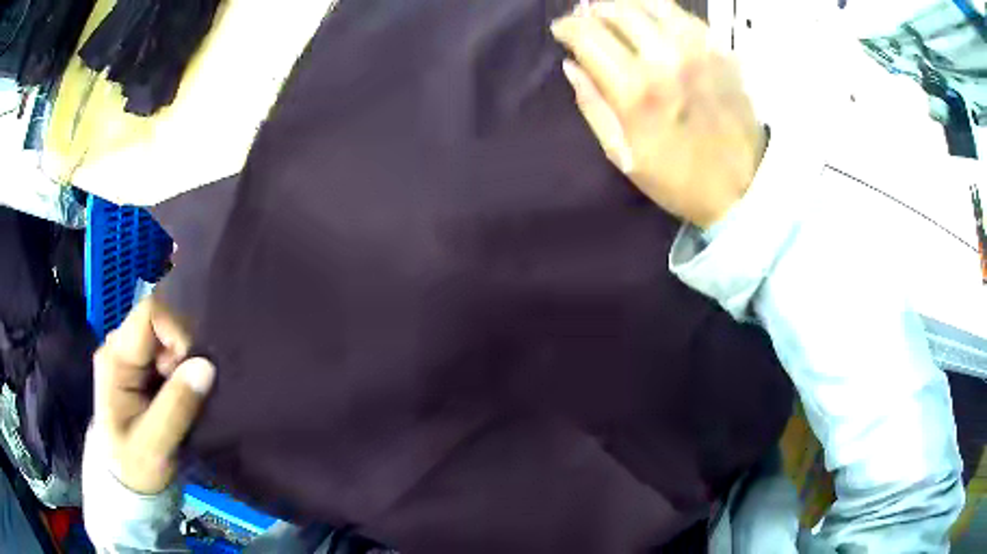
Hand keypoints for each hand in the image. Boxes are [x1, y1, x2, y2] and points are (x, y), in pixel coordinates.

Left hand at [92, 298, 214, 493]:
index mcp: (115, 358)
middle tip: (191, 388)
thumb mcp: (155, 445)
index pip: (150, 314)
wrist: (127, 483)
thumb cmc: (134, 466)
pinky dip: (183, 369)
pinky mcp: (142, 368)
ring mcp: (131, 356)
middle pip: (160, 321)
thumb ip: (177, 406)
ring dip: (185, 362)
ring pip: (167, 336)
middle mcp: (121, 347)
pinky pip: (169, 352)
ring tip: (188, 396)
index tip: (195, 367)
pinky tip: (185, 392)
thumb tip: (207, 366)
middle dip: (183, 350)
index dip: (178, 330)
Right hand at [551, 0, 765, 228]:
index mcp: (636, 89)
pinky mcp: (721, 50)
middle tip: (587, 19)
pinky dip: (661, 11)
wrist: (743, 187)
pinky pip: (683, 15)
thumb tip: (572, 65)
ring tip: (616, 13)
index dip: (567, 27)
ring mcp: (697, 49)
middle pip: (616, 9)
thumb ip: (593, 106)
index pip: (587, 34)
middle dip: (592, 10)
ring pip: (651, 3)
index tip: (562, 30)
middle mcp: (665, 57)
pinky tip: (653, 20)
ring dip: (625, 4)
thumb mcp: (623, 155)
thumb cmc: (678, 179)